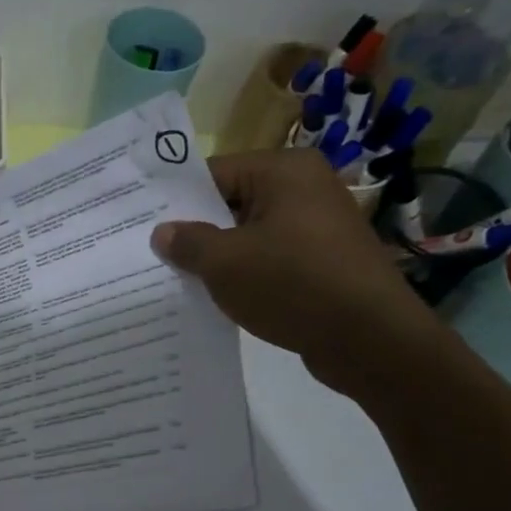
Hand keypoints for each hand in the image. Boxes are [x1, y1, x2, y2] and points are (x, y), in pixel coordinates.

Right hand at [151, 149, 445, 396]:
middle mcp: (305, 188)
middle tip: (151, 255)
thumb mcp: (225, 263)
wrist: (368, 338)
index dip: (176, 201)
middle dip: (195, 232)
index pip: (213, 174)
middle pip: (231, 203)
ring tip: (178, 279)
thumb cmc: (292, 285)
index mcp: (284, 171)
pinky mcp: (322, 262)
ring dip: (218, 258)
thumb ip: (188, 243)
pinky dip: (244, 275)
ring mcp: (317, 226)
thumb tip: (163, 232)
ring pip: (249, 235)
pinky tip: (216, 298)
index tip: (143, 225)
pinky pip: (269, 260)